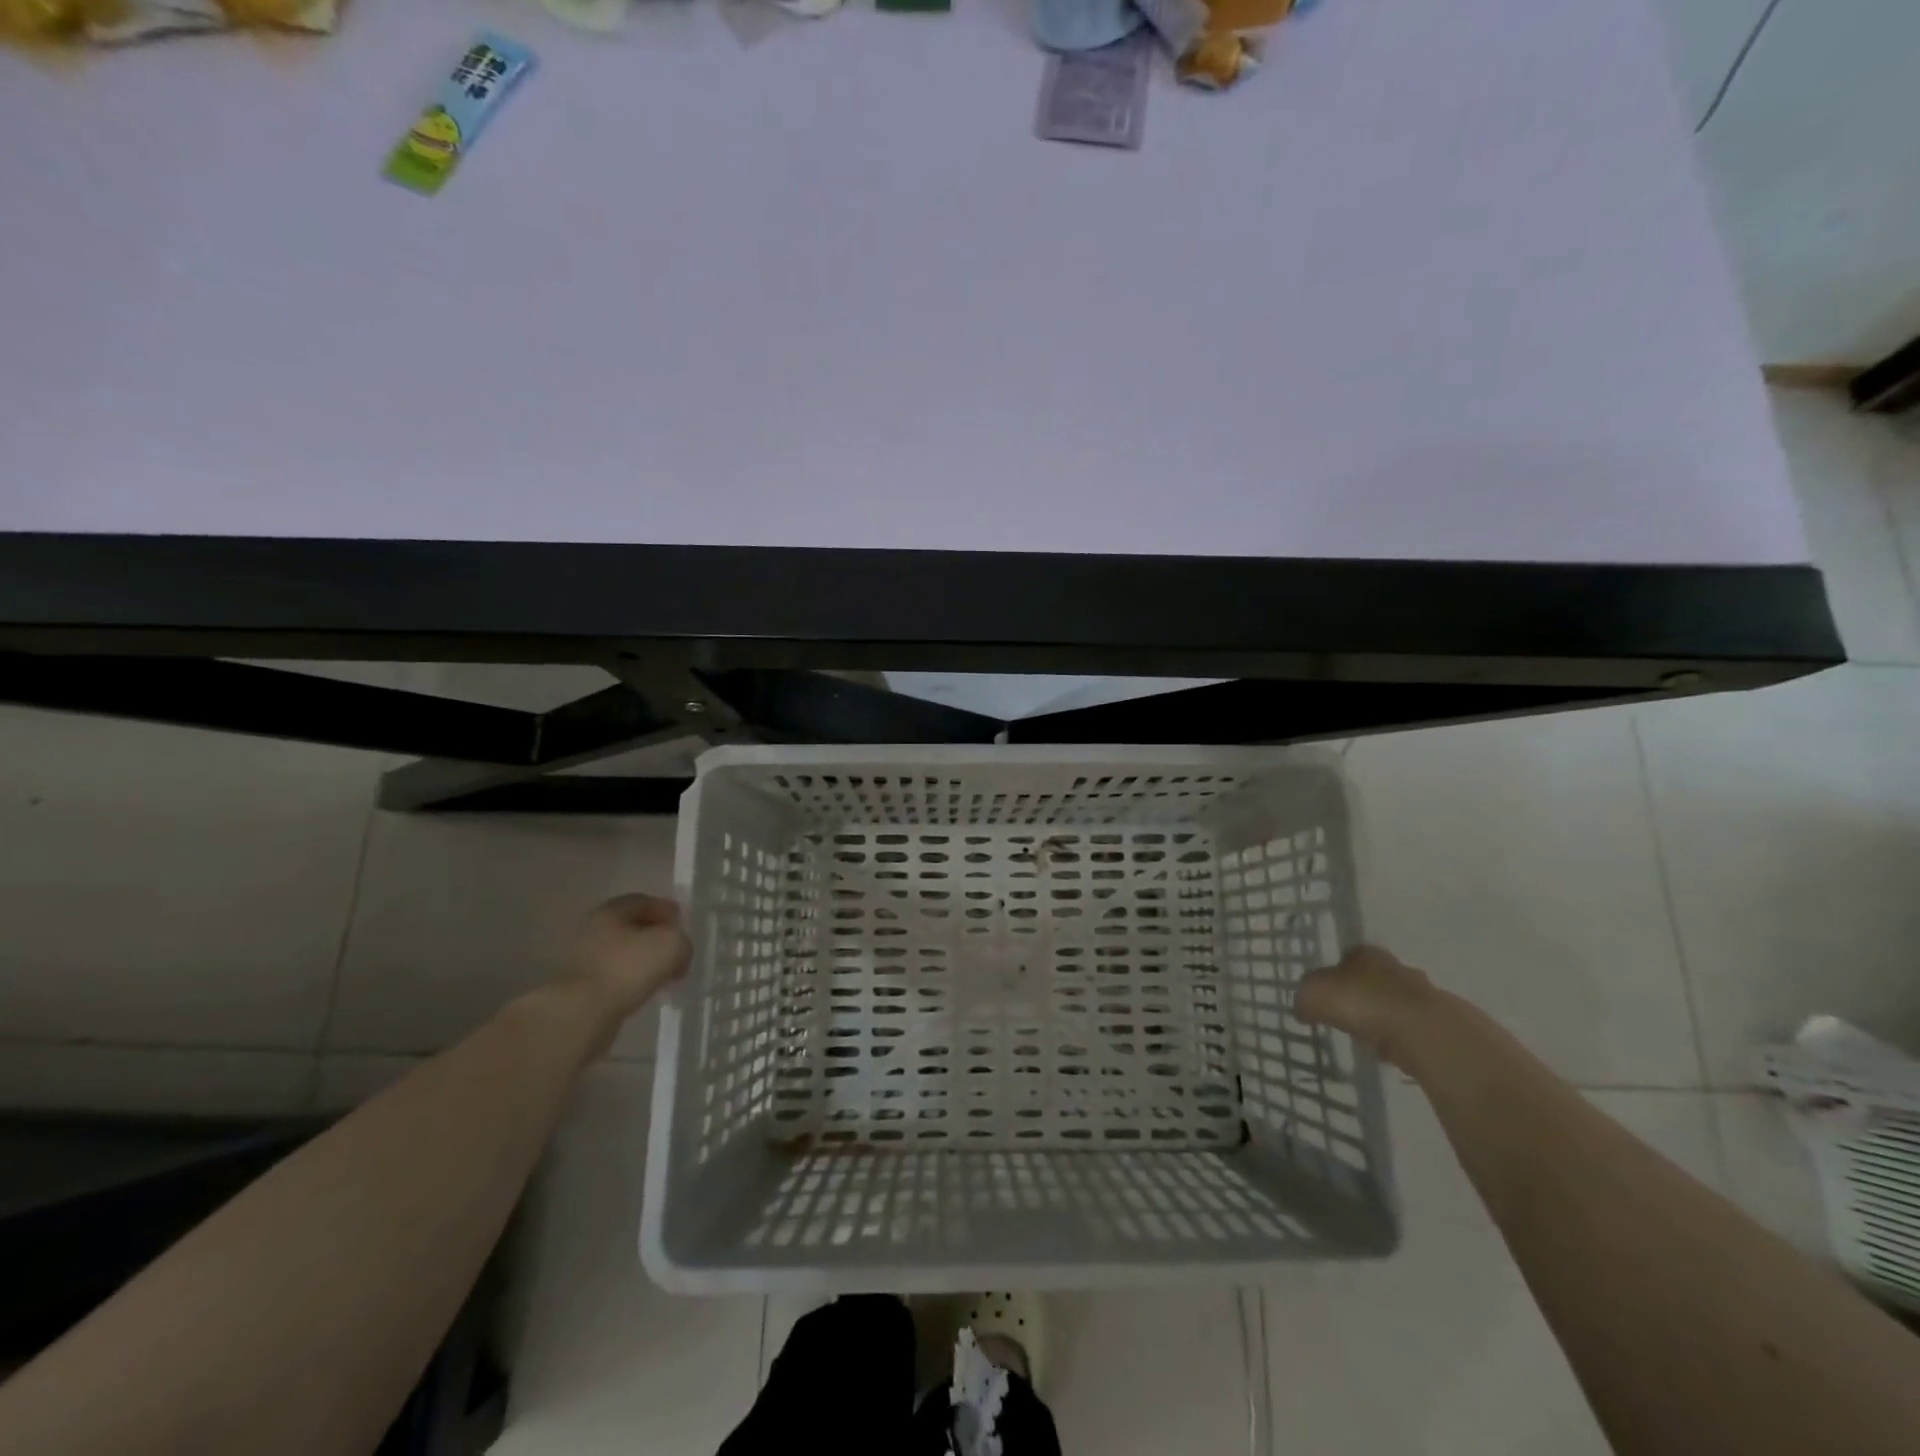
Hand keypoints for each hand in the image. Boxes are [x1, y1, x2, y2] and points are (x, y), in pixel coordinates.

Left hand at [563, 894, 691, 1035]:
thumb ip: (682, 942)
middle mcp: (591, 931)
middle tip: (675, 948)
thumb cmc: (626, 968)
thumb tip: (679, 953)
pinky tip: (644, 991)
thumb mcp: (671, 945)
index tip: (681, 922)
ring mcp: (581, 961)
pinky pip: (614, 977)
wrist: (581, 1014)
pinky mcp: (579, 989)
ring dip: (642, 961)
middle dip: (654, 936)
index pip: (642, 901)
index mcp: (609, 912)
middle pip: (630, 927)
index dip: (664, 908)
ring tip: (663, 974)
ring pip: (622, 954)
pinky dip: (630, 980)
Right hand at [1294, 945, 1437, 1067]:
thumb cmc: (1361, 1002)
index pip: (1347, 958)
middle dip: (1362, 997)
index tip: (1327, 997)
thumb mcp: (1314, 995)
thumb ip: (1304, 998)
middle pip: (1374, 980)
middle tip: (1346, 1018)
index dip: (1335, 976)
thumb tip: (1302, 1008)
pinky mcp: (1440, 1024)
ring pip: (1395, 1005)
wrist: (1422, 1032)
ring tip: (1367, 1040)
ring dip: (1383, 1020)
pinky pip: (1411, 1030)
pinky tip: (1390, 1054)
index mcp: (1365, 953)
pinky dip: (1400, 1040)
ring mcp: (1423, 995)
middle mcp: (1395, 967)